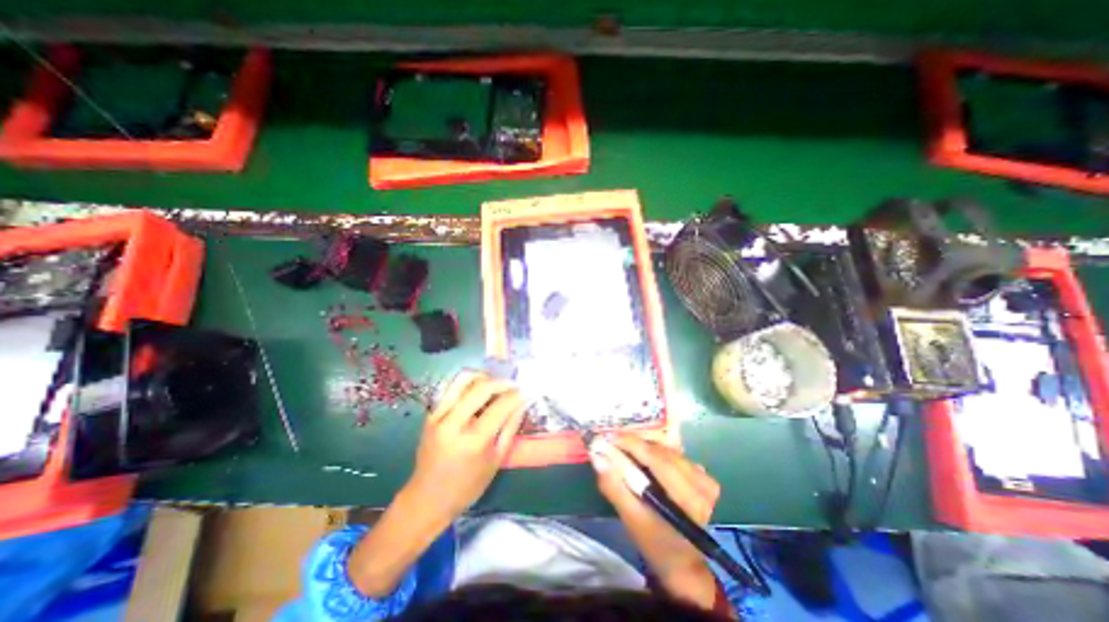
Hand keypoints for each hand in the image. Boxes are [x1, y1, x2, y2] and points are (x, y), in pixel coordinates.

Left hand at [354, 371, 528, 595]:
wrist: (426, 499)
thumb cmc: (467, 486)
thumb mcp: (496, 460)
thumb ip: (510, 426)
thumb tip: (523, 401)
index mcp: (473, 440)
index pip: (500, 406)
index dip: (516, 395)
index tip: (525, 391)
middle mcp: (453, 423)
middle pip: (482, 387)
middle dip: (502, 382)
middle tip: (513, 386)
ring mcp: (439, 416)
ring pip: (463, 379)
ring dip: (483, 377)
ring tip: (494, 385)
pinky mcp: (431, 414)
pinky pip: (452, 387)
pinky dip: (469, 384)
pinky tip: (478, 393)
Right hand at [592, 436, 724, 610]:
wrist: (684, 563)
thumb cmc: (656, 544)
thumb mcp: (631, 519)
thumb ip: (614, 487)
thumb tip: (598, 456)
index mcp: (688, 499)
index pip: (656, 459)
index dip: (631, 443)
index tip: (607, 435)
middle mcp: (701, 484)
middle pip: (661, 451)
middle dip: (634, 444)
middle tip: (611, 441)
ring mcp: (704, 479)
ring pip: (666, 450)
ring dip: (644, 447)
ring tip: (624, 450)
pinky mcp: (702, 476)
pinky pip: (673, 454)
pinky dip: (655, 452)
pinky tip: (644, 459)